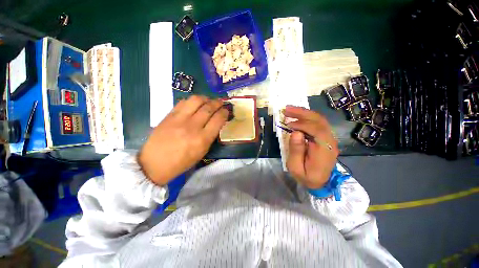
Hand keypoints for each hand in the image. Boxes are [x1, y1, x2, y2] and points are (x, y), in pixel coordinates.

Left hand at [138, 95, 227, 185]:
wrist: (154, 164)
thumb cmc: (182, 162)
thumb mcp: (202, 152)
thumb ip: (210, 136)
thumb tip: (216, 122)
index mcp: (202, 139)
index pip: (218, 119)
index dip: (224, 112)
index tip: (226, 111)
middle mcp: (193, 127)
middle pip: (209, 108)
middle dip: (218, 103)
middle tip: (220, 102)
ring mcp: (179, 119)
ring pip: (196, 100)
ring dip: (205, 98)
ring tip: (208, 100)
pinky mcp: (169, 116)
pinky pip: (183, 102)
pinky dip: (192, 100)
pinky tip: (195, 103)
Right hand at [283, 105, 338, 188]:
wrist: (320, 182)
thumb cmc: (306, 176)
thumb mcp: (296, 168)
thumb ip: (296, 151)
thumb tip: (295, 133)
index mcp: (324, 150)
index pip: (317, 130)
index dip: (302, 124)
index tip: (288, 124)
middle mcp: (330, 141)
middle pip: (319, 121)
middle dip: (302, 113)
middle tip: (287, 109)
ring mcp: (329, 138)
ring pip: (319, 120)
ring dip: (304, 113)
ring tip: (289, 110)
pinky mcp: (325, 137)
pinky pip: (317, 123)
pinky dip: (306, 118)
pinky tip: (297, 117)